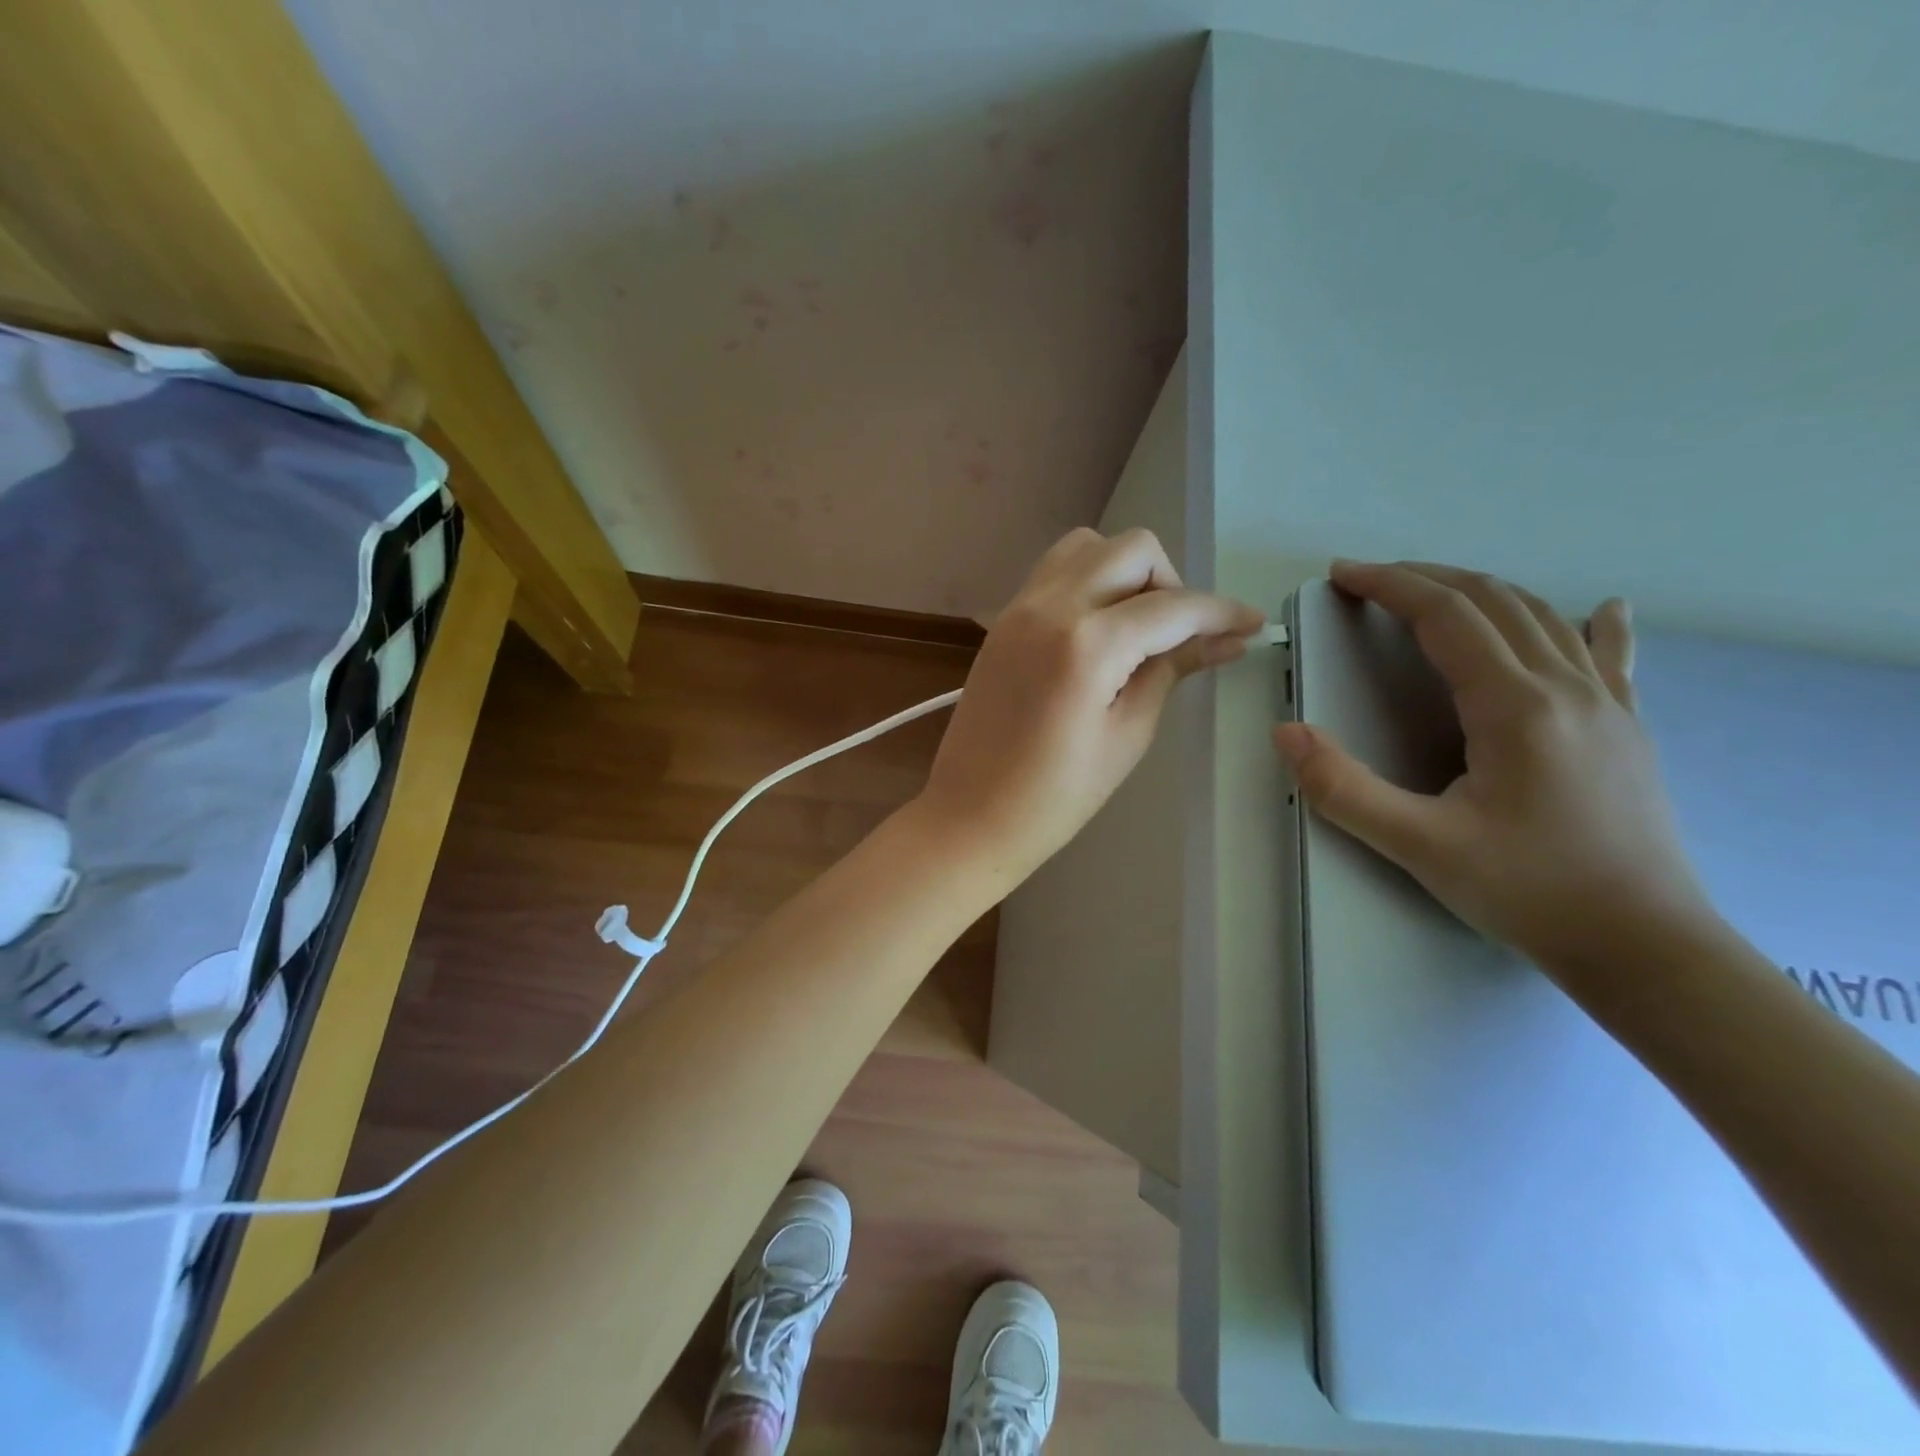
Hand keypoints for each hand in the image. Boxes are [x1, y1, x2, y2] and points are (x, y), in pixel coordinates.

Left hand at [917, 527, 1261, 882]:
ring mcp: (1019, 608)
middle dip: (1170, 582)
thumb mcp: (1127, 735)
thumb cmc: (1055, 796)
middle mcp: (1050, 606)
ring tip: (1136, 628)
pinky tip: (1099, 632)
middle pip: (1131, 550)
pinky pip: (1055, 573)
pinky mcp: (1003, 621)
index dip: (1221, 612)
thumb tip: (1225, 639)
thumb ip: (1172, 670)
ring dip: (1125, 572)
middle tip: (1179, 635)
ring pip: (1087, 547)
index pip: (1172, 606)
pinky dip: (1089, 583)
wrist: (970, 815)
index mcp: (1087, 643)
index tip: (1252, 625)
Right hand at [1274, 560, 1720, 977]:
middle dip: (1426, 579)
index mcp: (1515, 707)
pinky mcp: (1627, 728)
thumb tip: (1285, 733)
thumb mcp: (1419, 846)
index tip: (1343, 574)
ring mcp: (1607, 704)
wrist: (1645, 947)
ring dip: (1483, 591)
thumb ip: (1343, 788)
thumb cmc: (1528, 892)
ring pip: (1543, 618)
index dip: (1389, 585)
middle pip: (1493, 602)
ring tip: (1435, 590)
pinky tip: (1605, 607)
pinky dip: (1593, 623)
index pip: (1446, 616)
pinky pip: (1608, 657)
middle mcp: (1566, 688)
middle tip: (1371, 580)